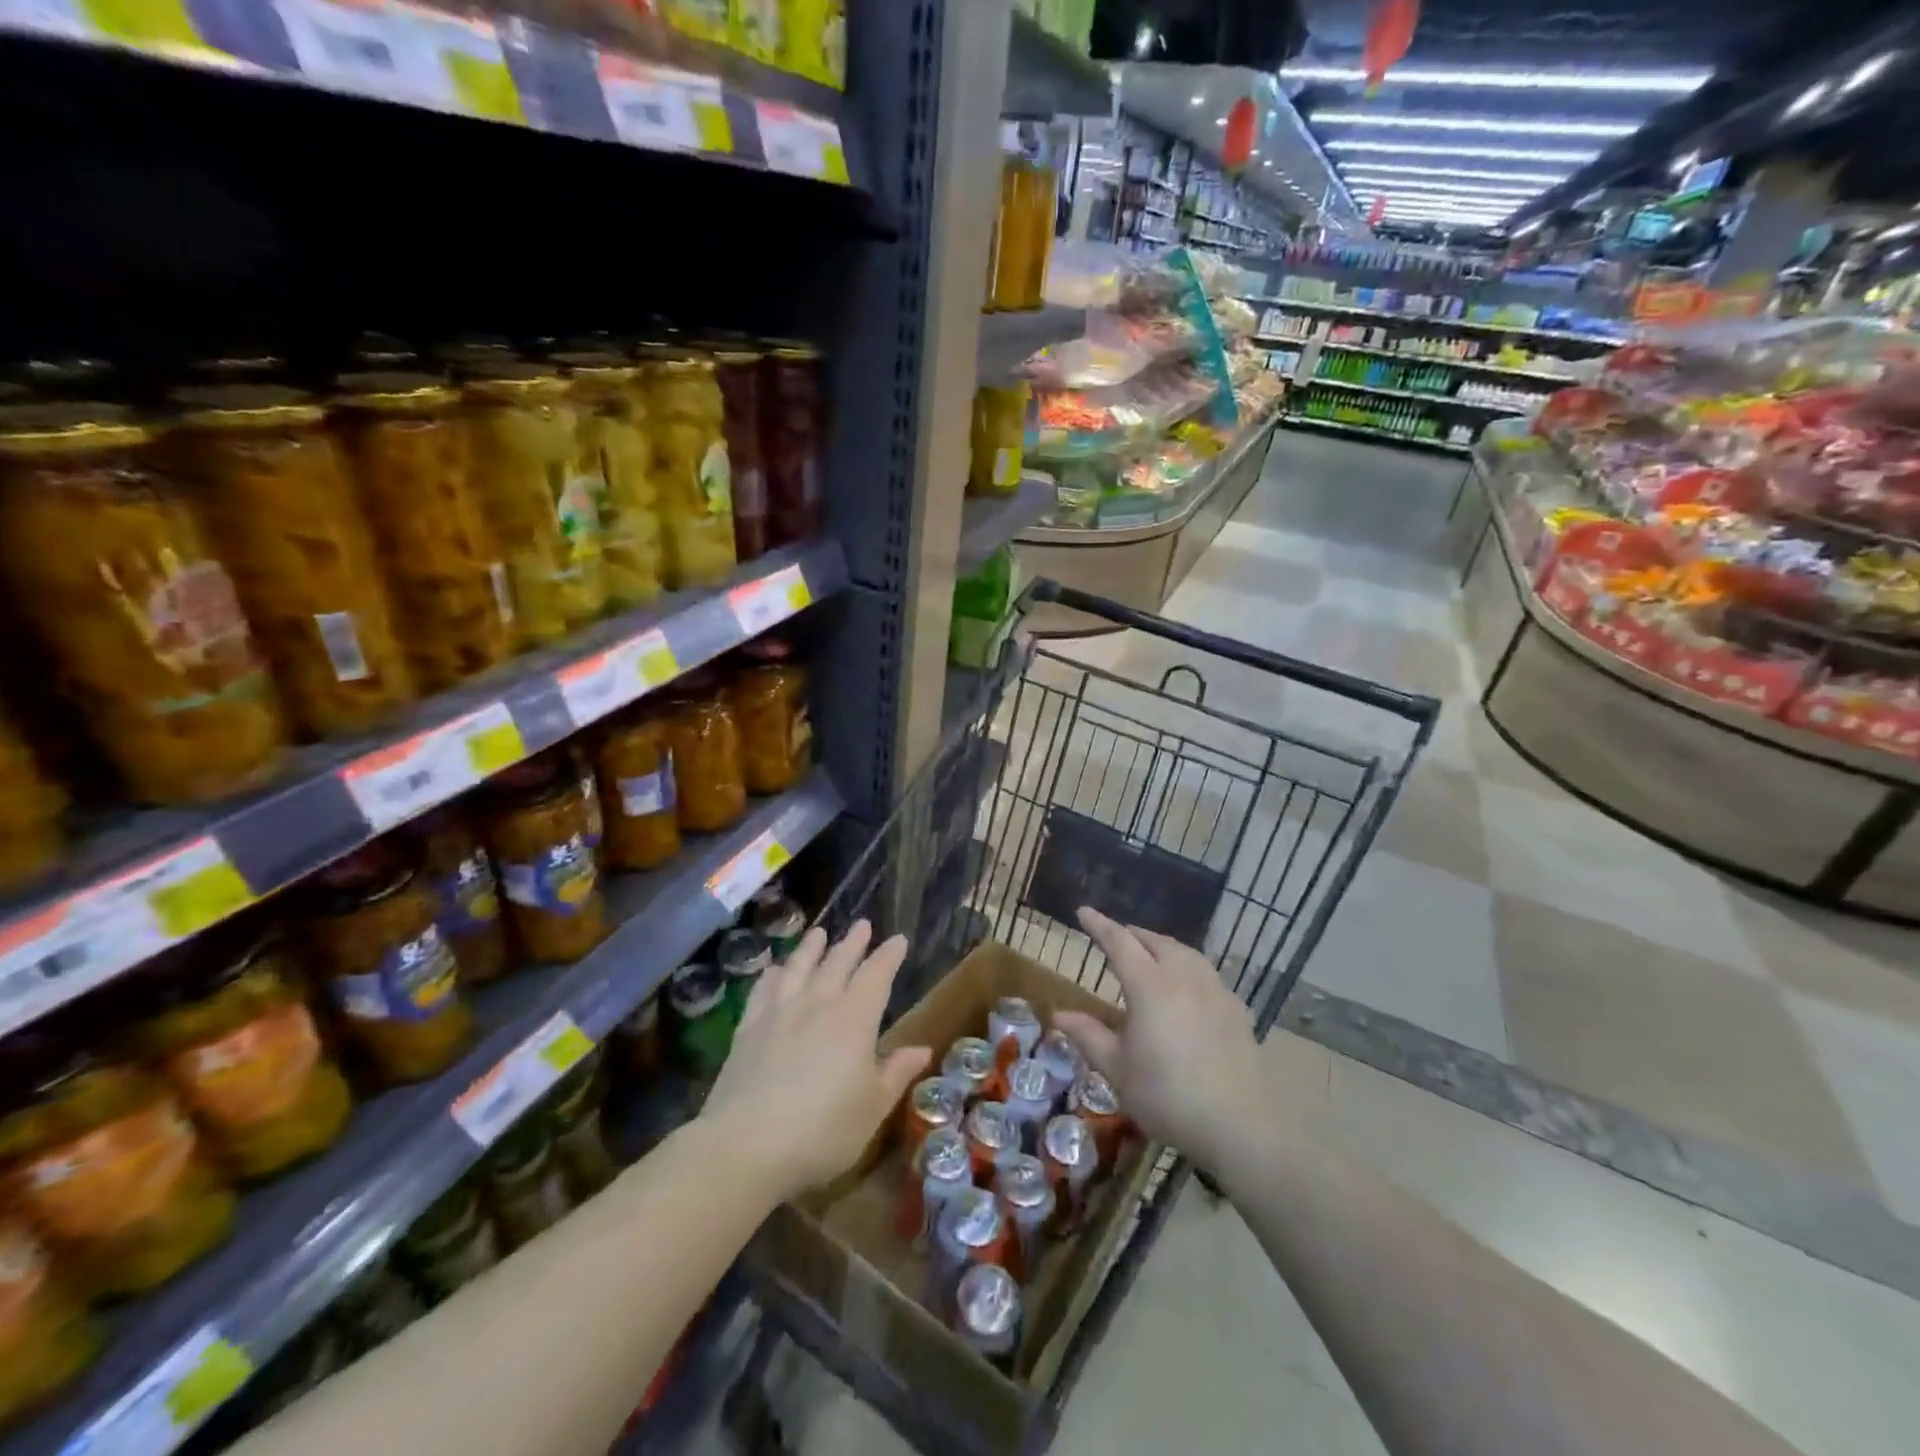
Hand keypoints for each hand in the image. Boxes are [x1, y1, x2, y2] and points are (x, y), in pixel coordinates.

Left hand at [700, 921, 931, 1202]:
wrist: (745, 1146)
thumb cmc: (822, 1131)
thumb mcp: (872, 1107)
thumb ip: (896, 1072)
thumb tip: (922, 1048)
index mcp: (854, 1019)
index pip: (877, 975)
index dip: (889, 956)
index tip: (898, 939)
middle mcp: (817, 1004)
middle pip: (837, 963)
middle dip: (853, 943)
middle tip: (862, 924)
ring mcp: (779, 1013)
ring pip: (799, 967)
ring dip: (811, 947)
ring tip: (819, 932)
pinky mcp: (748, 1029)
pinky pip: (763, 990)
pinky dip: (773, 975)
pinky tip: (775, 970)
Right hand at [1053, 907, 1266, 1173]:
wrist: (1238, 1125)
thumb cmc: (1167, 1096)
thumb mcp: (1118, 1070)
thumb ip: (1089, 1036)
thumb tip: (1060, 1014)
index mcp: (1150, 987)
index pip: (1120, 943)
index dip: (1100, 925)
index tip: (1084, 911)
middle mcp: (1183, 978)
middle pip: (1156, 942)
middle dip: (1133, 934)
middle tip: (1117, 935)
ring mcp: (1215, 991)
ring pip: (1186, 953)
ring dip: (1163, 946)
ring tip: (1151, 952)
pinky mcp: (1236, 1010)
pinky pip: (1206, 973)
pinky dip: (1188, 967)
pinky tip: (1187, 986)